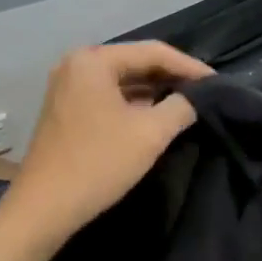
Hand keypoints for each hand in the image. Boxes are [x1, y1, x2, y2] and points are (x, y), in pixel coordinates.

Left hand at [3, 42, 212, 246]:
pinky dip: (132, 104)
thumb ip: (181, 107)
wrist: (44, 208)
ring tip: (186, 103)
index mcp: (93, 60)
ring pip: (121, 81)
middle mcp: (75, 64)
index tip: (218, 82)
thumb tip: (196, 98)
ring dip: (153, 91)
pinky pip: (107, 96)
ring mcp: (66, 87)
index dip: (189, 66)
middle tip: (205, 92)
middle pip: (135, 62)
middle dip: (171, 77)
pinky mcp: (65, 110)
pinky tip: (155, 116)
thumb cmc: (98, 164)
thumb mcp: (150, 134)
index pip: (152, 52)